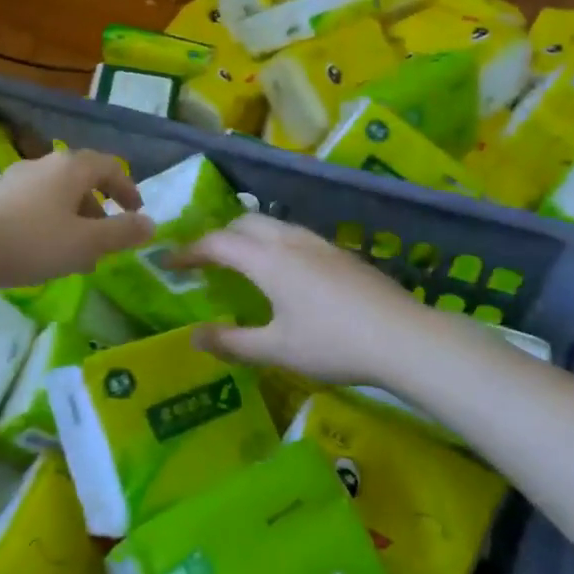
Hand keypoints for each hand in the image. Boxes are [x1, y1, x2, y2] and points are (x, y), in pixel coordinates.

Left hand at [0, 149, 154, 290]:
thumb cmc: (33, 242)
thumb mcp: (86, 243)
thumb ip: (122, 233)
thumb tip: (151, 225)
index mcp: (71, 168)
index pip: (110, 167)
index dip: (128, 188)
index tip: (137, 213)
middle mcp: (42, 165)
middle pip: (81, 181)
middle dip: (98, 210)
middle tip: (106, 240)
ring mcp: (13, 178)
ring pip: (55, 195)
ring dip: (73, 220)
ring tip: (75, 254)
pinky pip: (32, 206)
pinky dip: (48, 223)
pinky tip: (41, 252)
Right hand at [173, 215, 427, 383]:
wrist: (405, 337)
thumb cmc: (334, 344)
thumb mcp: (277, 350)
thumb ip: (233, 342)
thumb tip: (194, 336)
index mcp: (269, 261)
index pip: (217, 243)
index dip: (188, 252)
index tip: (168, 263)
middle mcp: (292, 241)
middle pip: (245, 224)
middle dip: (218, 237)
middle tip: (204, 262)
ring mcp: (321, 244)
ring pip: (274, 226)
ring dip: (248, 237)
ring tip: (241, 263)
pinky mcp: (343, 254)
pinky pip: (296, 236)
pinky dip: (274, 245)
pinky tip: (285, 274)